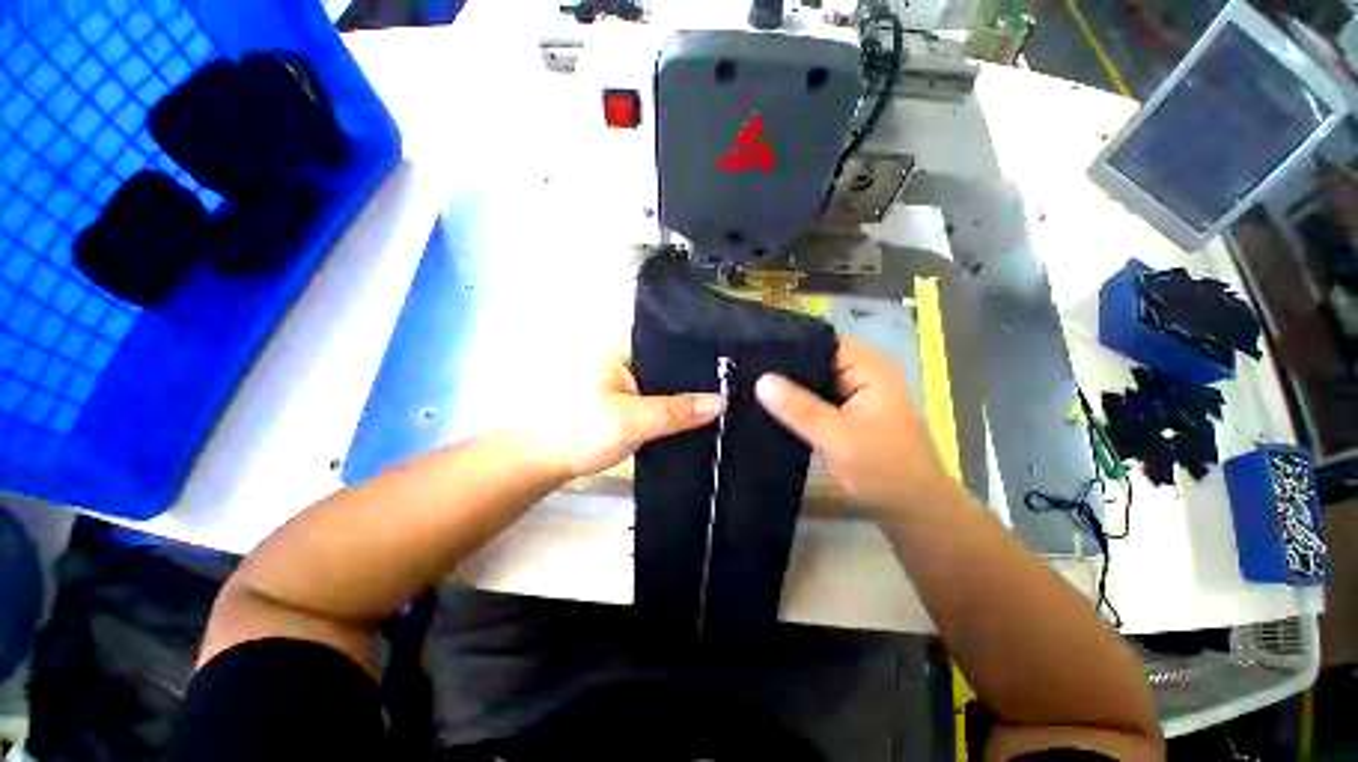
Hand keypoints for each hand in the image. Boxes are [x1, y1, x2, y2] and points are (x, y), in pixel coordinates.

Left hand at [526, 354, 724, 478]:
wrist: (539, 461)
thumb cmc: (580, 430)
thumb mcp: (633, 420)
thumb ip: (677, 411)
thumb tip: (721, 402)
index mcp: (621, 346)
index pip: (670, 340)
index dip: (700, 351)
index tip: (731, 364)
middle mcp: (622, 356)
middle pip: (668, 361)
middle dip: (696, 375)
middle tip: (732, 384)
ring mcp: (621, 378)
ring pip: (661, 381)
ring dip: (683, 392)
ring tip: (721, 395)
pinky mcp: (620, 398)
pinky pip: (652, 396)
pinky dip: (669, 404)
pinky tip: (692, 412)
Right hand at [755, 336, 956, 516]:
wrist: (913, 511)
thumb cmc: (884, 472)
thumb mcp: (839, 439)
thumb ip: (800, 409)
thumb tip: (761, 380)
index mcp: (871, 369)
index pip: (823, 342)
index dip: (791, 345)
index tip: (755, 353)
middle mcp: (863, 374)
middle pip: (817, 359)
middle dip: (785, 367)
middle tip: (745, 371)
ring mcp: (856, 394)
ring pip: (814, 380)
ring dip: (789, 386)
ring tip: (750, 385)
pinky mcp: (847, 412)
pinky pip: (816, 398)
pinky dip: (797, 402)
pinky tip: (771, 406)